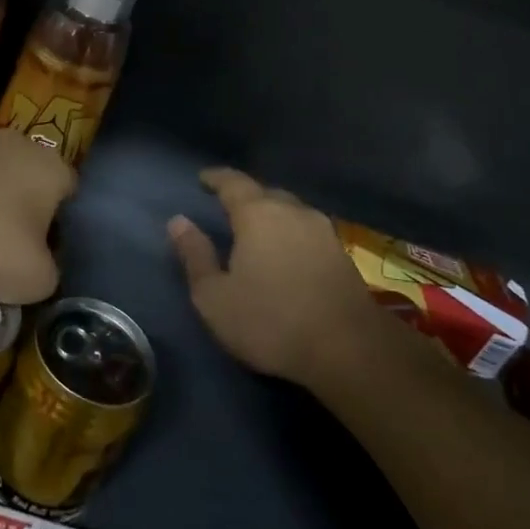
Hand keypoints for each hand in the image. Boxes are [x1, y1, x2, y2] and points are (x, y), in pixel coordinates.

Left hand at [0, 130, 75, 304]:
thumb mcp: (33, 279)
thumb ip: (48, 274)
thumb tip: (43, 270)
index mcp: (53, 169)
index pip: (68, 192)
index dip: (58, 222)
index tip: (41, 249)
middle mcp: (20, 144)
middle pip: (27, 179)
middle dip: (18, 207)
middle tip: (5, 242)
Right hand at [169, 168, 372, 384]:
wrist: (350, 350)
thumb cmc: (270, 321)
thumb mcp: (214, 296)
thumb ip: (195, 255)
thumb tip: (178, 221)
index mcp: (258, 214)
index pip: (233, 183)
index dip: (216, 178)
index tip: (203, 178)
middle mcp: (293, 212)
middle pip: (266, 193)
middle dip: (245, 196)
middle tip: (228, 207)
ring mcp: (323, 232)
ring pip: (291, 211)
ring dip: (272, 215)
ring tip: (257, 231)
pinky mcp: (343, 255)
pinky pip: (308, 231)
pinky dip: (292, 235)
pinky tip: (286, 253)